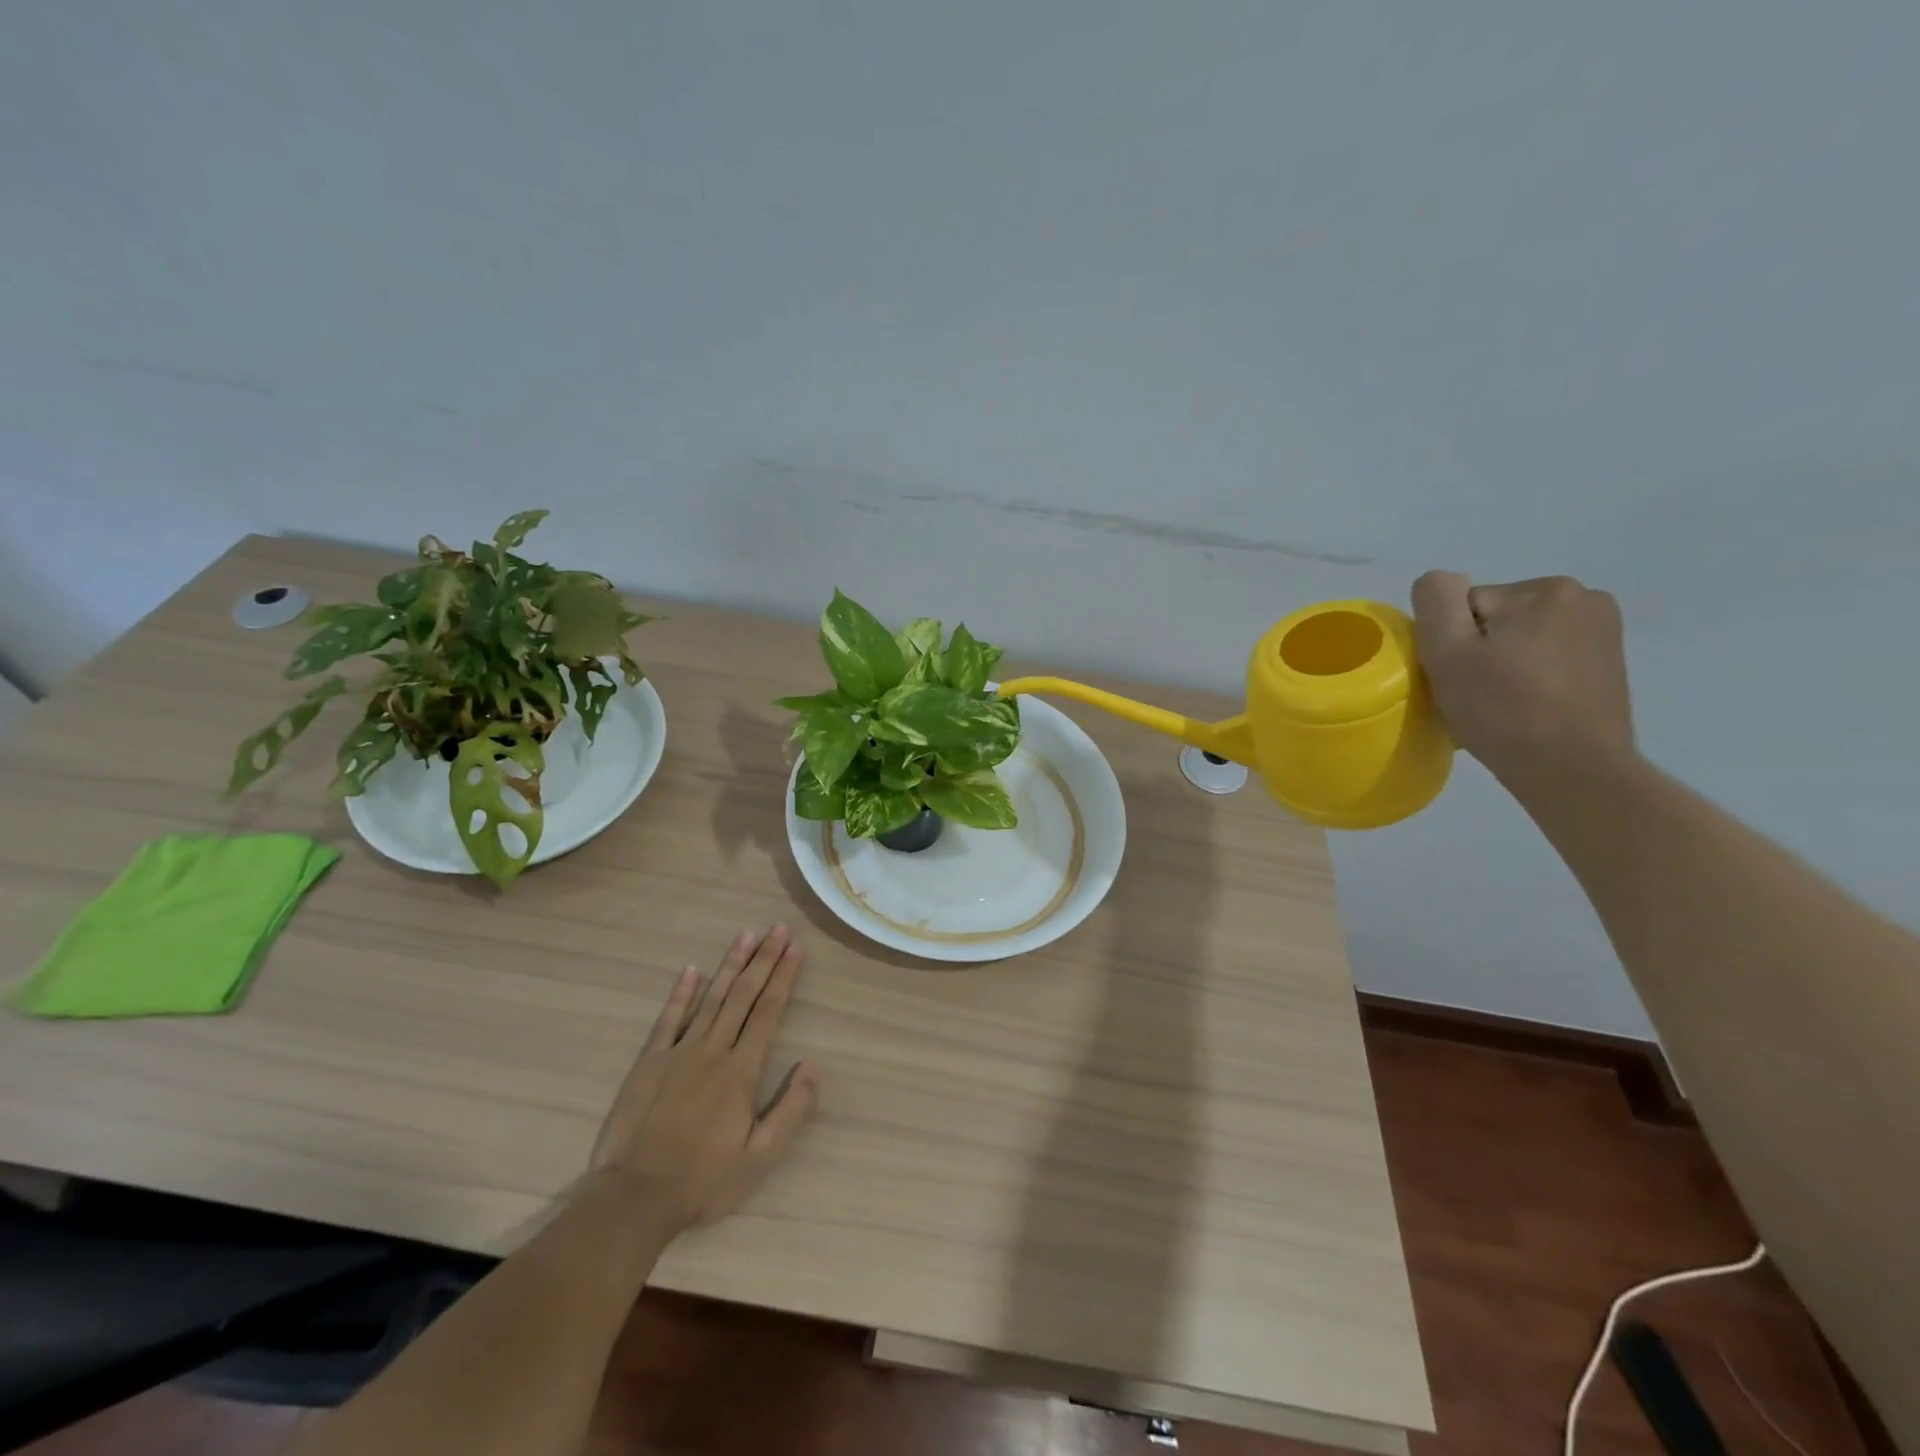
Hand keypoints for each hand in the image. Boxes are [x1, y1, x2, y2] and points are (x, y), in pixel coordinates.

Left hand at [588, 924, 819, 1229]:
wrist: (633, 1198)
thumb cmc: (702, 1181)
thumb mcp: (759, 1158)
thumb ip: (790, 1110)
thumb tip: (814, 1066)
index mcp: (741, 1071)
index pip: (768, 1012)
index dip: (783, 977)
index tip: (795, 948)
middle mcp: (713, 1050)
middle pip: (743, 995)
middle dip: (763, 959)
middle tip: (778, 928)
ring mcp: (678, 1052)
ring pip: (710, 998)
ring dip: (730, 964)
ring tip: (746, 935)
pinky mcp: (649, 1062)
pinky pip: (668, 1019)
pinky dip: (681, 992)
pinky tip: (692, 970)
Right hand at [1410, 571, 1636, 791]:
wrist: (1572, 770)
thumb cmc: (1503, 710)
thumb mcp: (1448, 651)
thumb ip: (1436, 600)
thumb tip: (1443, 582)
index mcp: (1544, 590)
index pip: (1465, 608)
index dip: (1452, 644)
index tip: (1460, 679)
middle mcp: (1584, 597)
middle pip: (1496, 619)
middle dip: (1481, 650)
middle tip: (1479, 694)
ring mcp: (1604, 630)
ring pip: (1522, 638)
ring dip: (1505, 663)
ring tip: (1505, 704)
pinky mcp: (1609, 662)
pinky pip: (1548, 657)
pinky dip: (1532, 676)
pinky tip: (1530, 706)